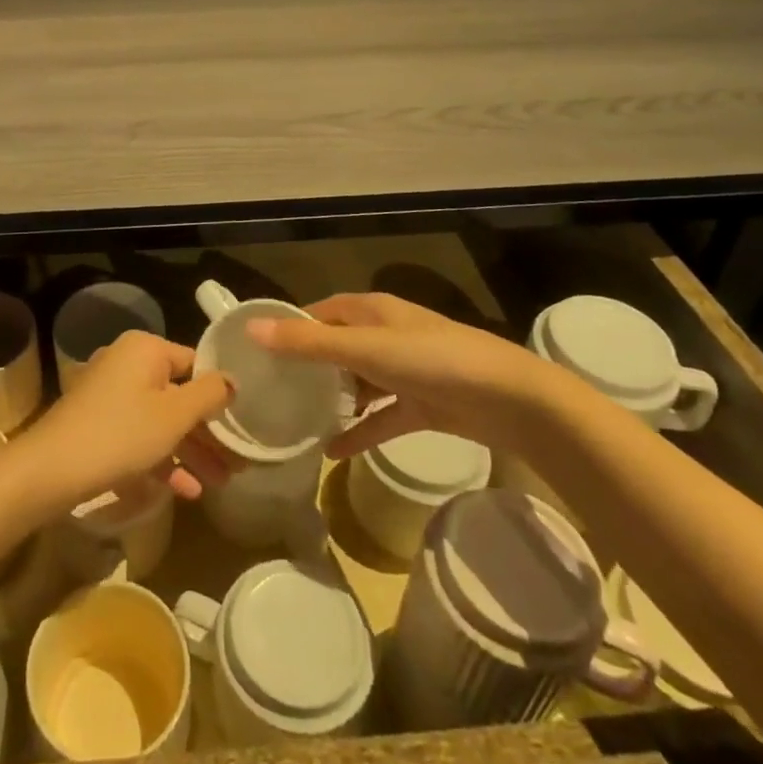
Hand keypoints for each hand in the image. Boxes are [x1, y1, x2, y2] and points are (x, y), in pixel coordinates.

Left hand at [15, 330, 234, 510]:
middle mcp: (127, 363)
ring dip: (191, 451)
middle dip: (209, 433)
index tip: (243, 424)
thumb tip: (232, 380)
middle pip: (180, 395)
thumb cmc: (121, 433)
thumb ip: (209, 394)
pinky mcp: (99, 423)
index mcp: (145, 349)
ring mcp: (110, 394)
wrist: (51, 469)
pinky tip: (186, 490)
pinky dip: (162, 458)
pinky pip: (140, 435)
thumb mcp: (174, 415)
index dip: (220, 395)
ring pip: (161, 419)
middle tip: (237, 463)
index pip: (195, 364)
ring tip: (220, 483)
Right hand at [247, 293, 554, 457]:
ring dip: (333, 400)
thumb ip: (310, 343)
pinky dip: (360, 431)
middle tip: (269, 392)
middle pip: (336, 347)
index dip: (291, 326)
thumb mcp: (365, 349)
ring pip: (358, 383)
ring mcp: (404, 371)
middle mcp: (385, 335)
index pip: (320, 312)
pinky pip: (381, 417)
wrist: (510, 400)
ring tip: (296, 420)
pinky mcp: (421, 405)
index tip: (257, 350)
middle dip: (307, 367)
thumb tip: (253, 330)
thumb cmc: (433, 360)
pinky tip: (332, 452)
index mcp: (372, 311)